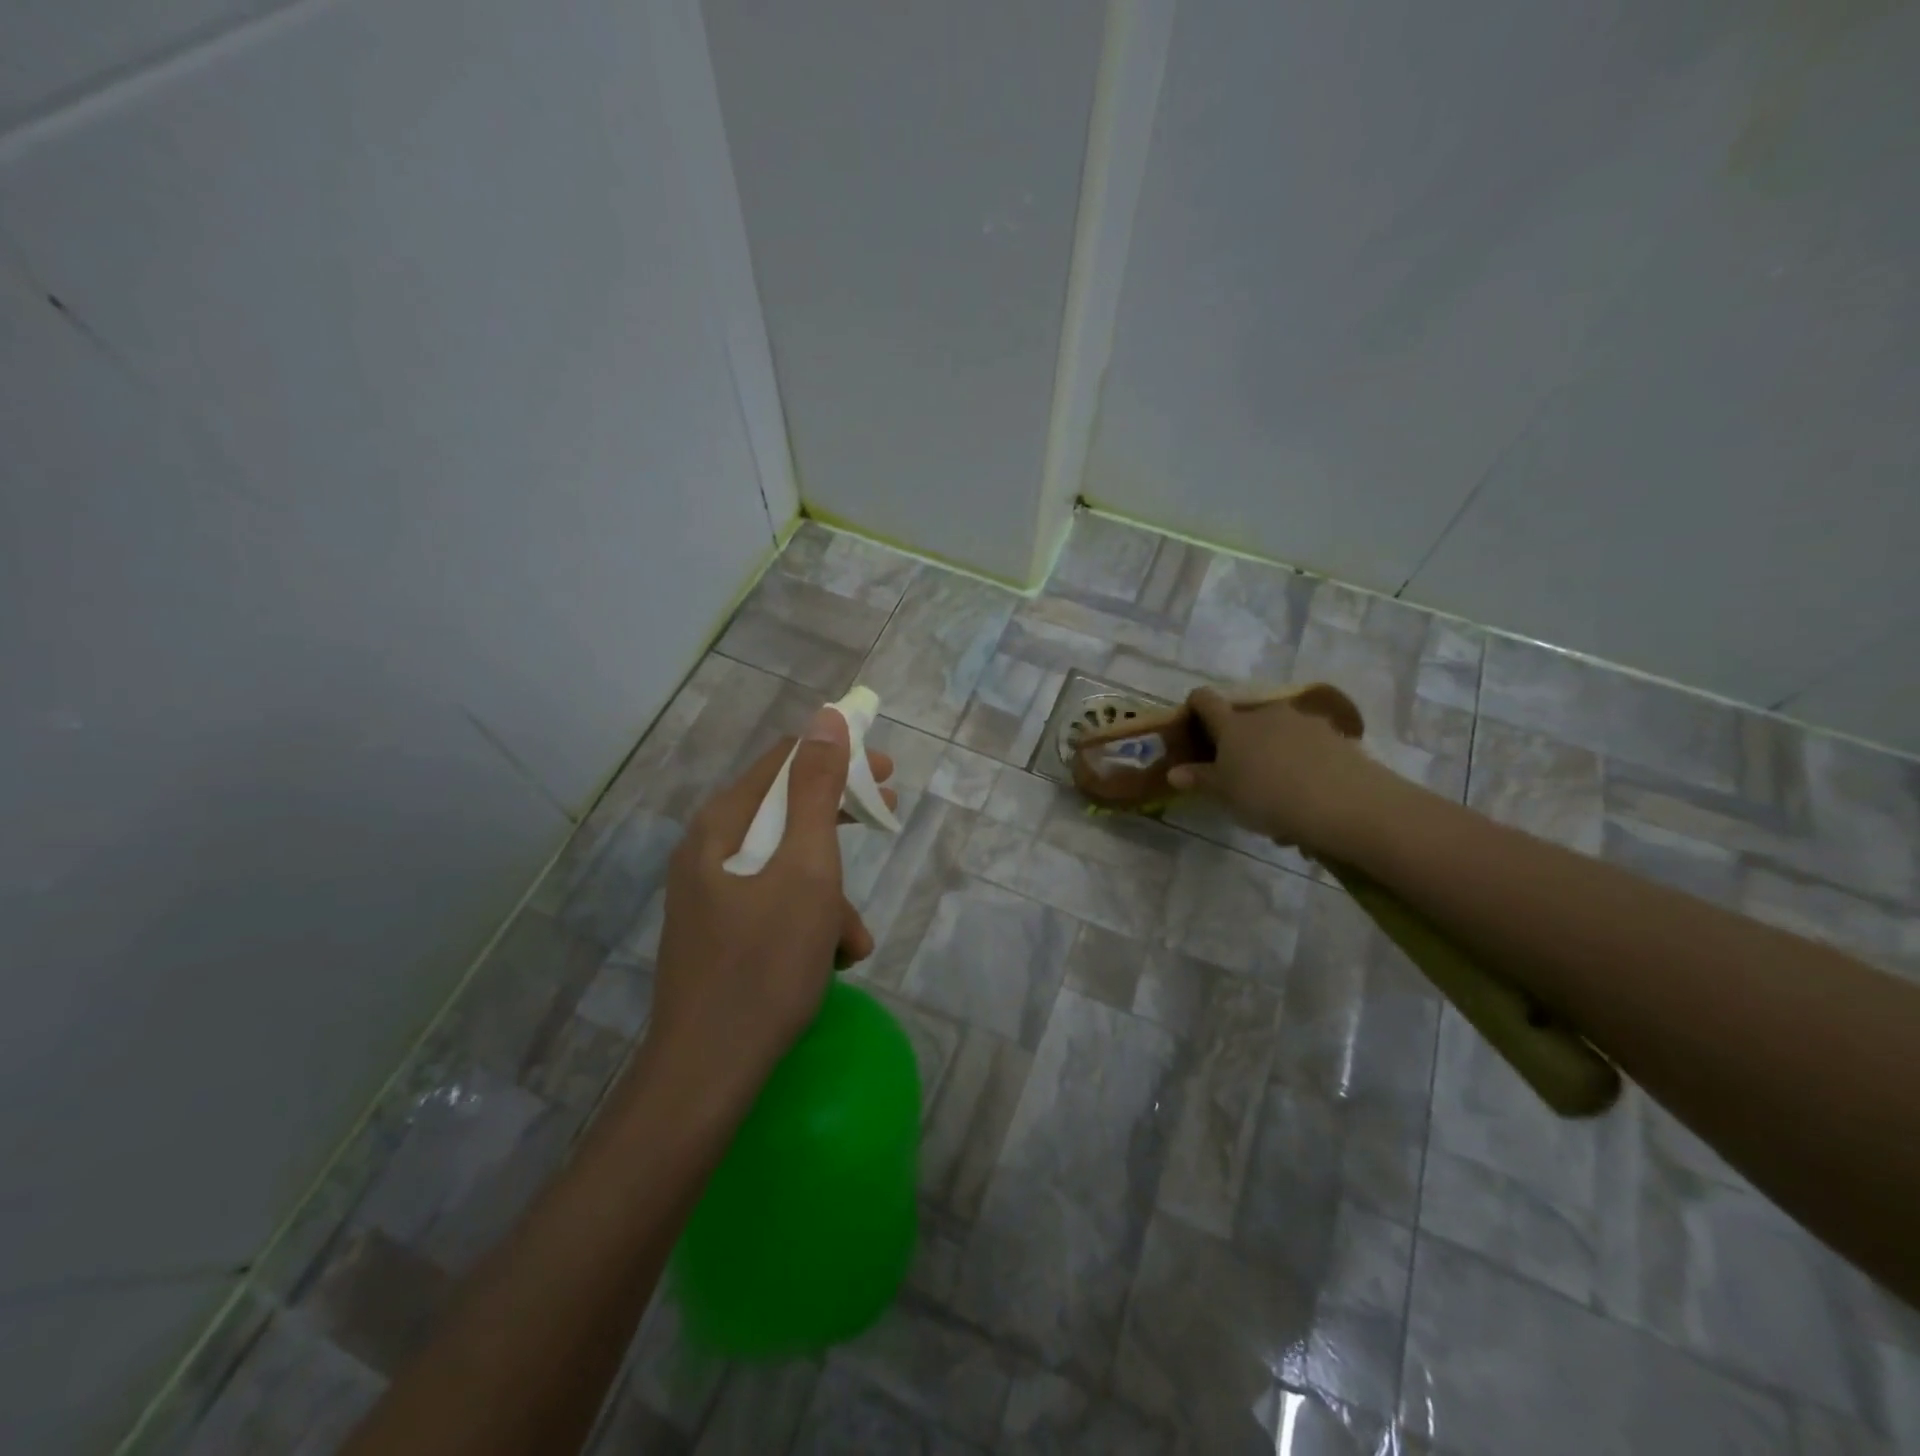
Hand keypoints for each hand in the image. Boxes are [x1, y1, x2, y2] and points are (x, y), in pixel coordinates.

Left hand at [644, 707, 895, 1103]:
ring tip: (852, 940)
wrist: (707, 1074)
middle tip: (885, 817)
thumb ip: (817, 791)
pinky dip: (810, 922)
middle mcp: (710, 850)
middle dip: (839, 821)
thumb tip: (828, 718)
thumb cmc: (764, 964)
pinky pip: (776, 905)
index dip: (838, 758)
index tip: (886, 773)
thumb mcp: (805, 870)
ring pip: (788, 867)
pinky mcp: (722, 933)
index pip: (785, 762)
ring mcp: (713, 895)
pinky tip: (833, 961)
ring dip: (830, 892)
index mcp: (722, 825)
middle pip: (786, 812)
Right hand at [1167, 686, 1400, 857]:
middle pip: (1245, 718)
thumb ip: (1200, 779)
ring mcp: (1304, 722)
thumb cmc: (1267, 795)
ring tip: (1276, 791)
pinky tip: (1306, 796)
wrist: (1343, 802)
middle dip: (1239, 739)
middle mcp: (1266, 714)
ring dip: (1272, 753)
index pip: (1206, 700)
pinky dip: (1301, 764)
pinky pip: (1308, 747)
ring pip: (1278, 733)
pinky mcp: (1335, 737)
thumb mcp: (1225, 794)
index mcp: (1233, 725)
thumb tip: (1174, 772)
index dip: (1195, 705)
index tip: (1191, 720)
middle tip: (1237, 771)